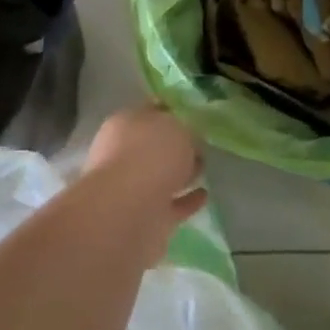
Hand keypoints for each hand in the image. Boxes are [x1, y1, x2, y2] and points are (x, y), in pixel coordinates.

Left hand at [81, 104, 206, 227]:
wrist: (128, 212)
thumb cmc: (150, 156)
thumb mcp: (178, 128)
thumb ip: (185, 131)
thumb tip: (188, 142)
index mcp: (125, 124)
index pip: (151, 112)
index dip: (170, 112)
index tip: (192, 115)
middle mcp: (123, 154)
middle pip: (154, 146)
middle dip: (175, 146)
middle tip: (200, 144)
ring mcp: (132, 188)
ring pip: (161, 177)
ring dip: (180, 174)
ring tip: (205, 169)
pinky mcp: (146, 217)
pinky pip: (172, 205)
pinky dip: (187, 201)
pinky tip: (204, 195)